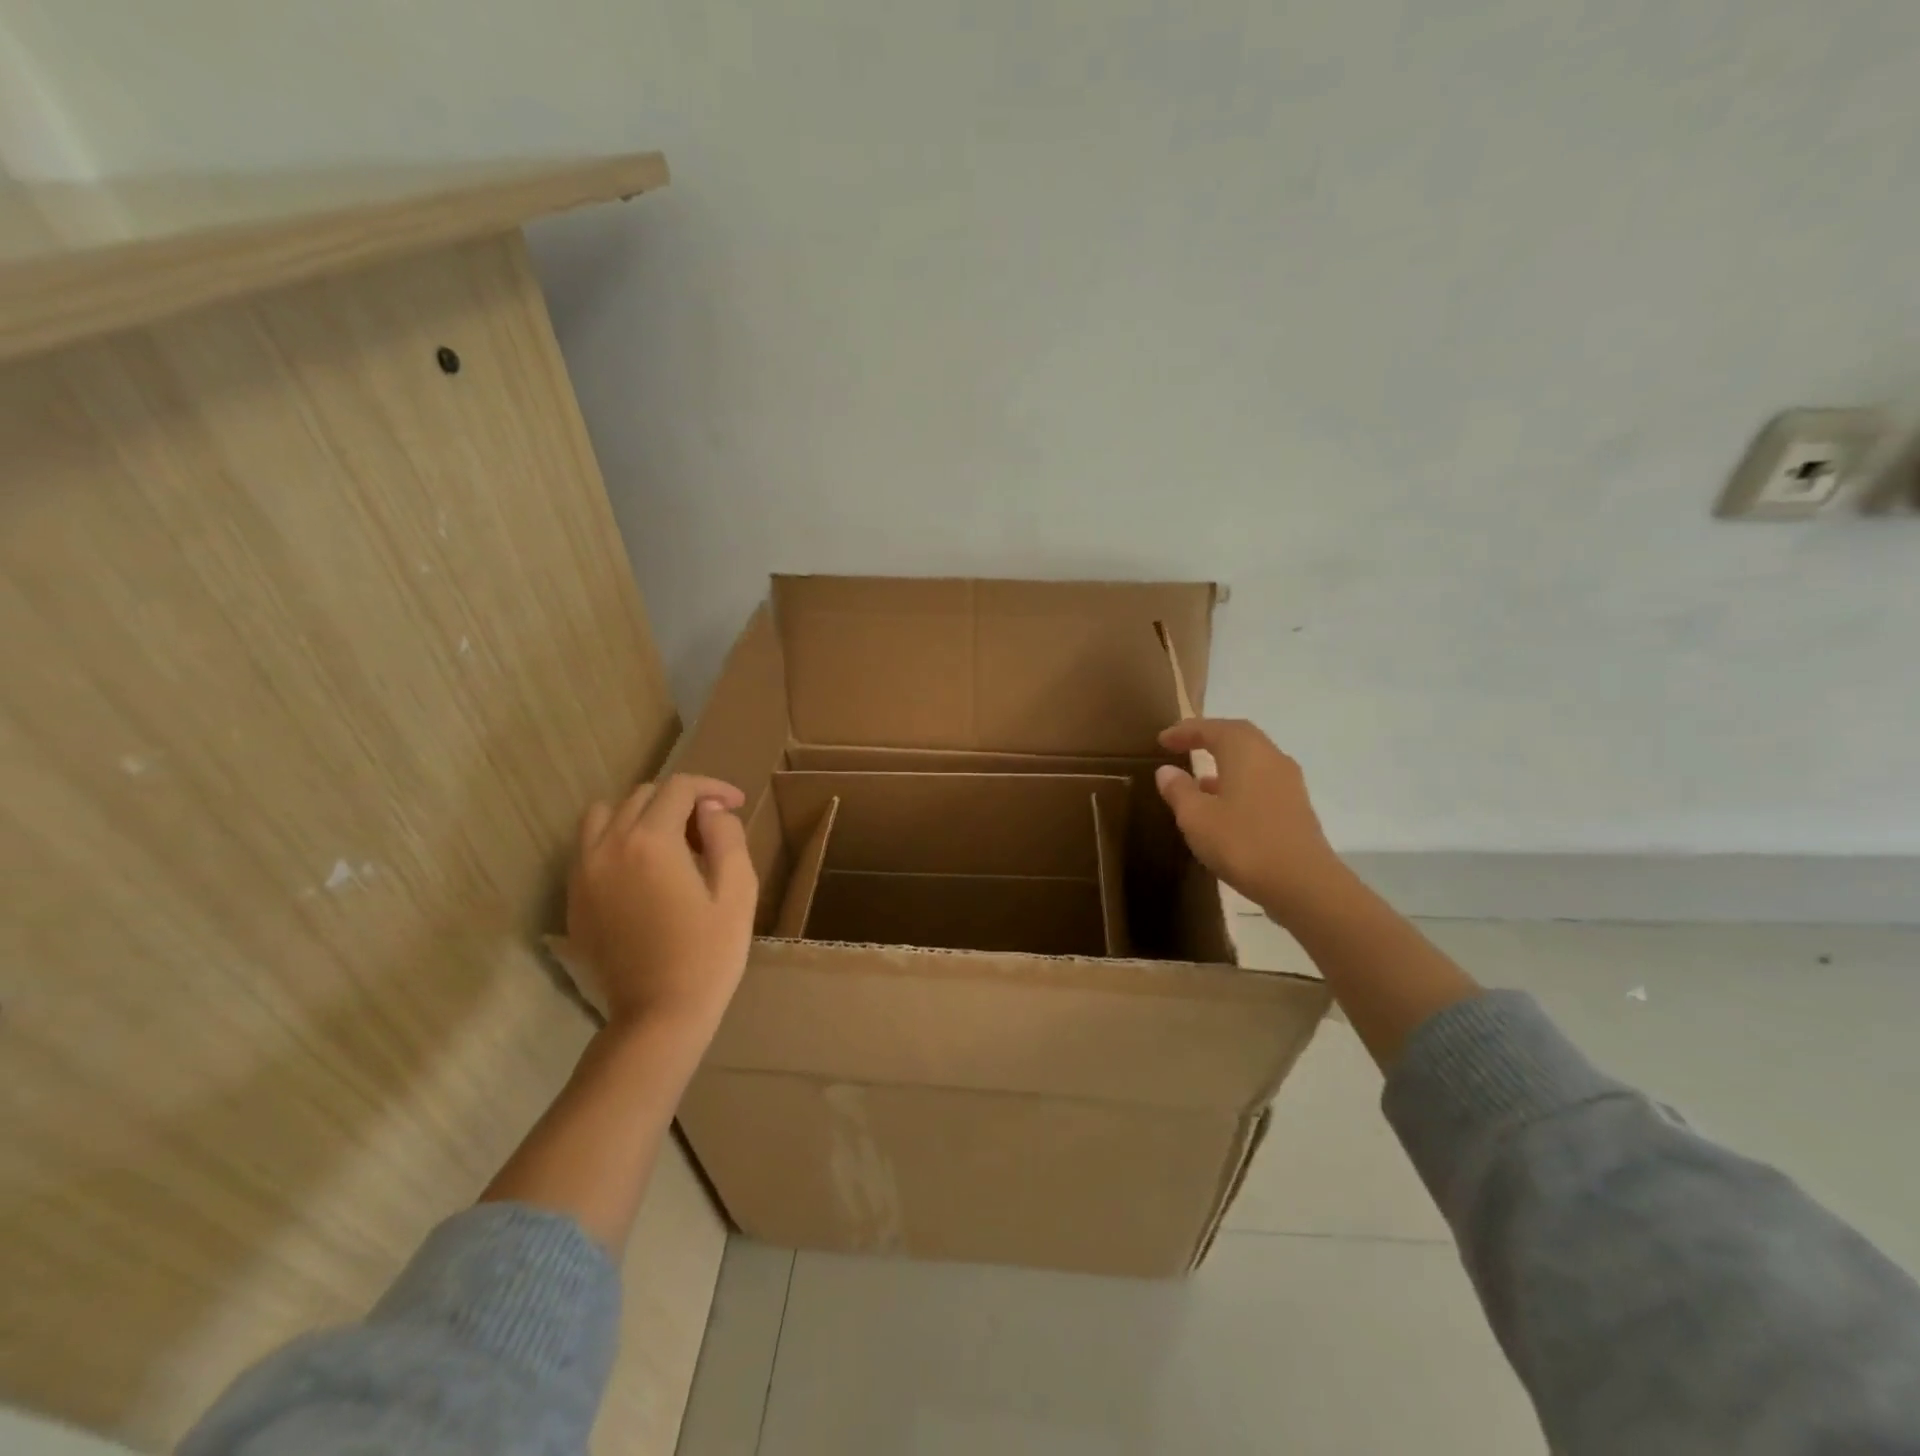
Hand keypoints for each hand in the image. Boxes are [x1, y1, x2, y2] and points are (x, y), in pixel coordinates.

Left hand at [567, 774, 757, 1035]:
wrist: (657, 1016)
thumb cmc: (708, 955)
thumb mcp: (737, 892)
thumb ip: (726, 837)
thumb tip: (711, 810)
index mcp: (652, 842)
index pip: (679, 788)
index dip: (713, 787)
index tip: (736, 803)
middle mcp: (609, 846)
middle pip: (643, 795)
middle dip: (680, 800)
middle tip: (709, 828)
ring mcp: (584, 873)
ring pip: (606, 814)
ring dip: (640, 814)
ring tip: (668, 840)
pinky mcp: (574, 898)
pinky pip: (589, 846)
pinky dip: (616, 839)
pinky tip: (642, 868)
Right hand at [1156, 718, 1348, 923]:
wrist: (1303, 884)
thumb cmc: (1243, 843)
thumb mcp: (1197, 818)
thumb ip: (1179, 791)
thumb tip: (1167, 771)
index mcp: (1246, 752)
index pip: (1213, 728)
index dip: (1185, 731)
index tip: (1162, 739)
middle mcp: (1271, 758)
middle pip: (1238, 737)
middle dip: (1209, 738)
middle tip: (1183, 746)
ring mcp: (1289, 783)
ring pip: (1252, 760)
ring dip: (1224, 763)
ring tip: (1198, 779)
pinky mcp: (1296, 808)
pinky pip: (1261, 782)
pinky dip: (1239, 783)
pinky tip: (1223, 806)